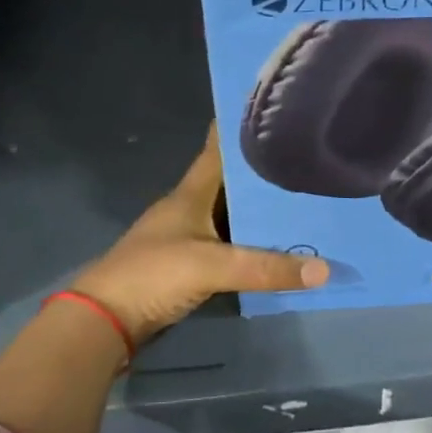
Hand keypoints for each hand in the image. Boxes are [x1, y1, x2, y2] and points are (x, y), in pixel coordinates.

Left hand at [72, 126, 328, 343]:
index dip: (241, 129)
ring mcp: (188, 238)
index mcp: (190, 194)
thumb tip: (326, 269)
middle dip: (266, 173)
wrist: (105, 320)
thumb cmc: (154, 275)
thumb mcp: (212, 266)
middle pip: (232, 184)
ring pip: (232, 216)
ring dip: (261, 211)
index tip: (275, 112)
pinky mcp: (189, 266)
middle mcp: (190, 209)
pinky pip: (230, 246)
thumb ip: (266, 267)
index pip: (218, 150)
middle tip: (308, 162)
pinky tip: (279, 245)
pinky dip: (252, 243)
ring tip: (305, 201)